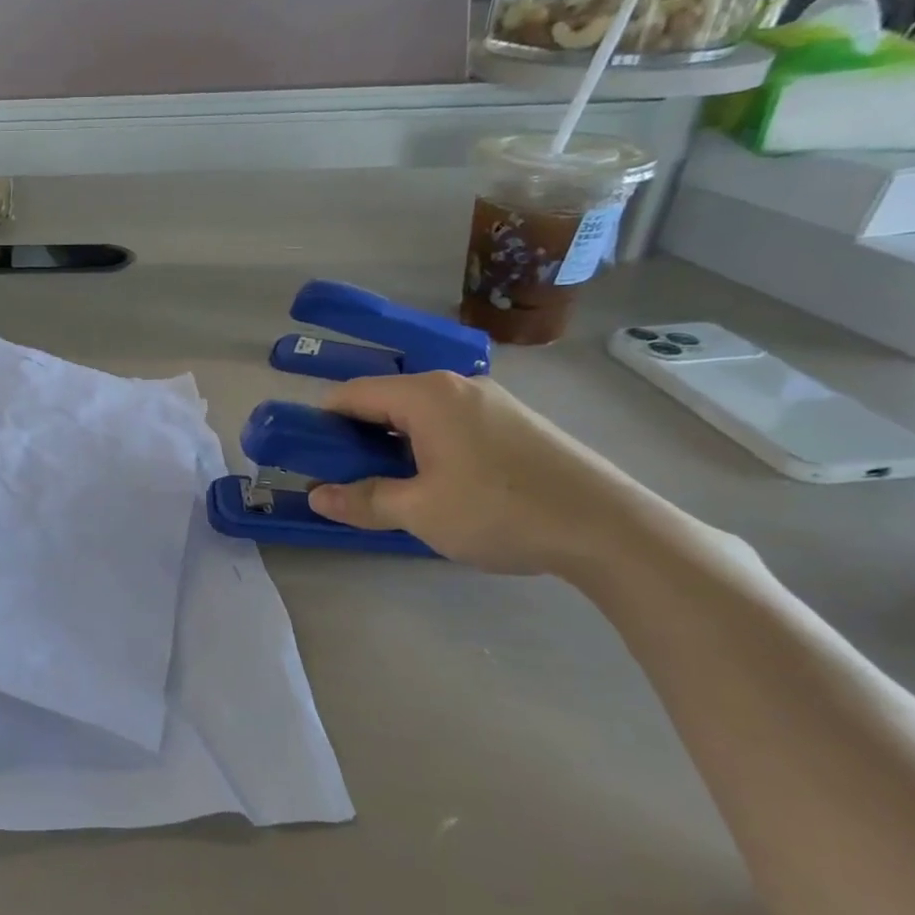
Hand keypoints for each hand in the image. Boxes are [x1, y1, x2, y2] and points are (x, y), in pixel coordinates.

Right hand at [305, 372, 670, 576]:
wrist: (611, 528)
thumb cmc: (501, 511)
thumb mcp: (420, 512)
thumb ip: (362, 500)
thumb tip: (316, 496)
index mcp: (426, 395)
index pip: (350, 394)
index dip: (318, 423)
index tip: (303, 457)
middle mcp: (455, 385)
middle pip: (383, 401)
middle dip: (353, 437)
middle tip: (340, 477)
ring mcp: (489, 402)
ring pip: (416, 416)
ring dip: (389, 445)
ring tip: (384, 486)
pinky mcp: (513, 424)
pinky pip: (447, 425)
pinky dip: (423, 447)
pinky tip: (432, 484)